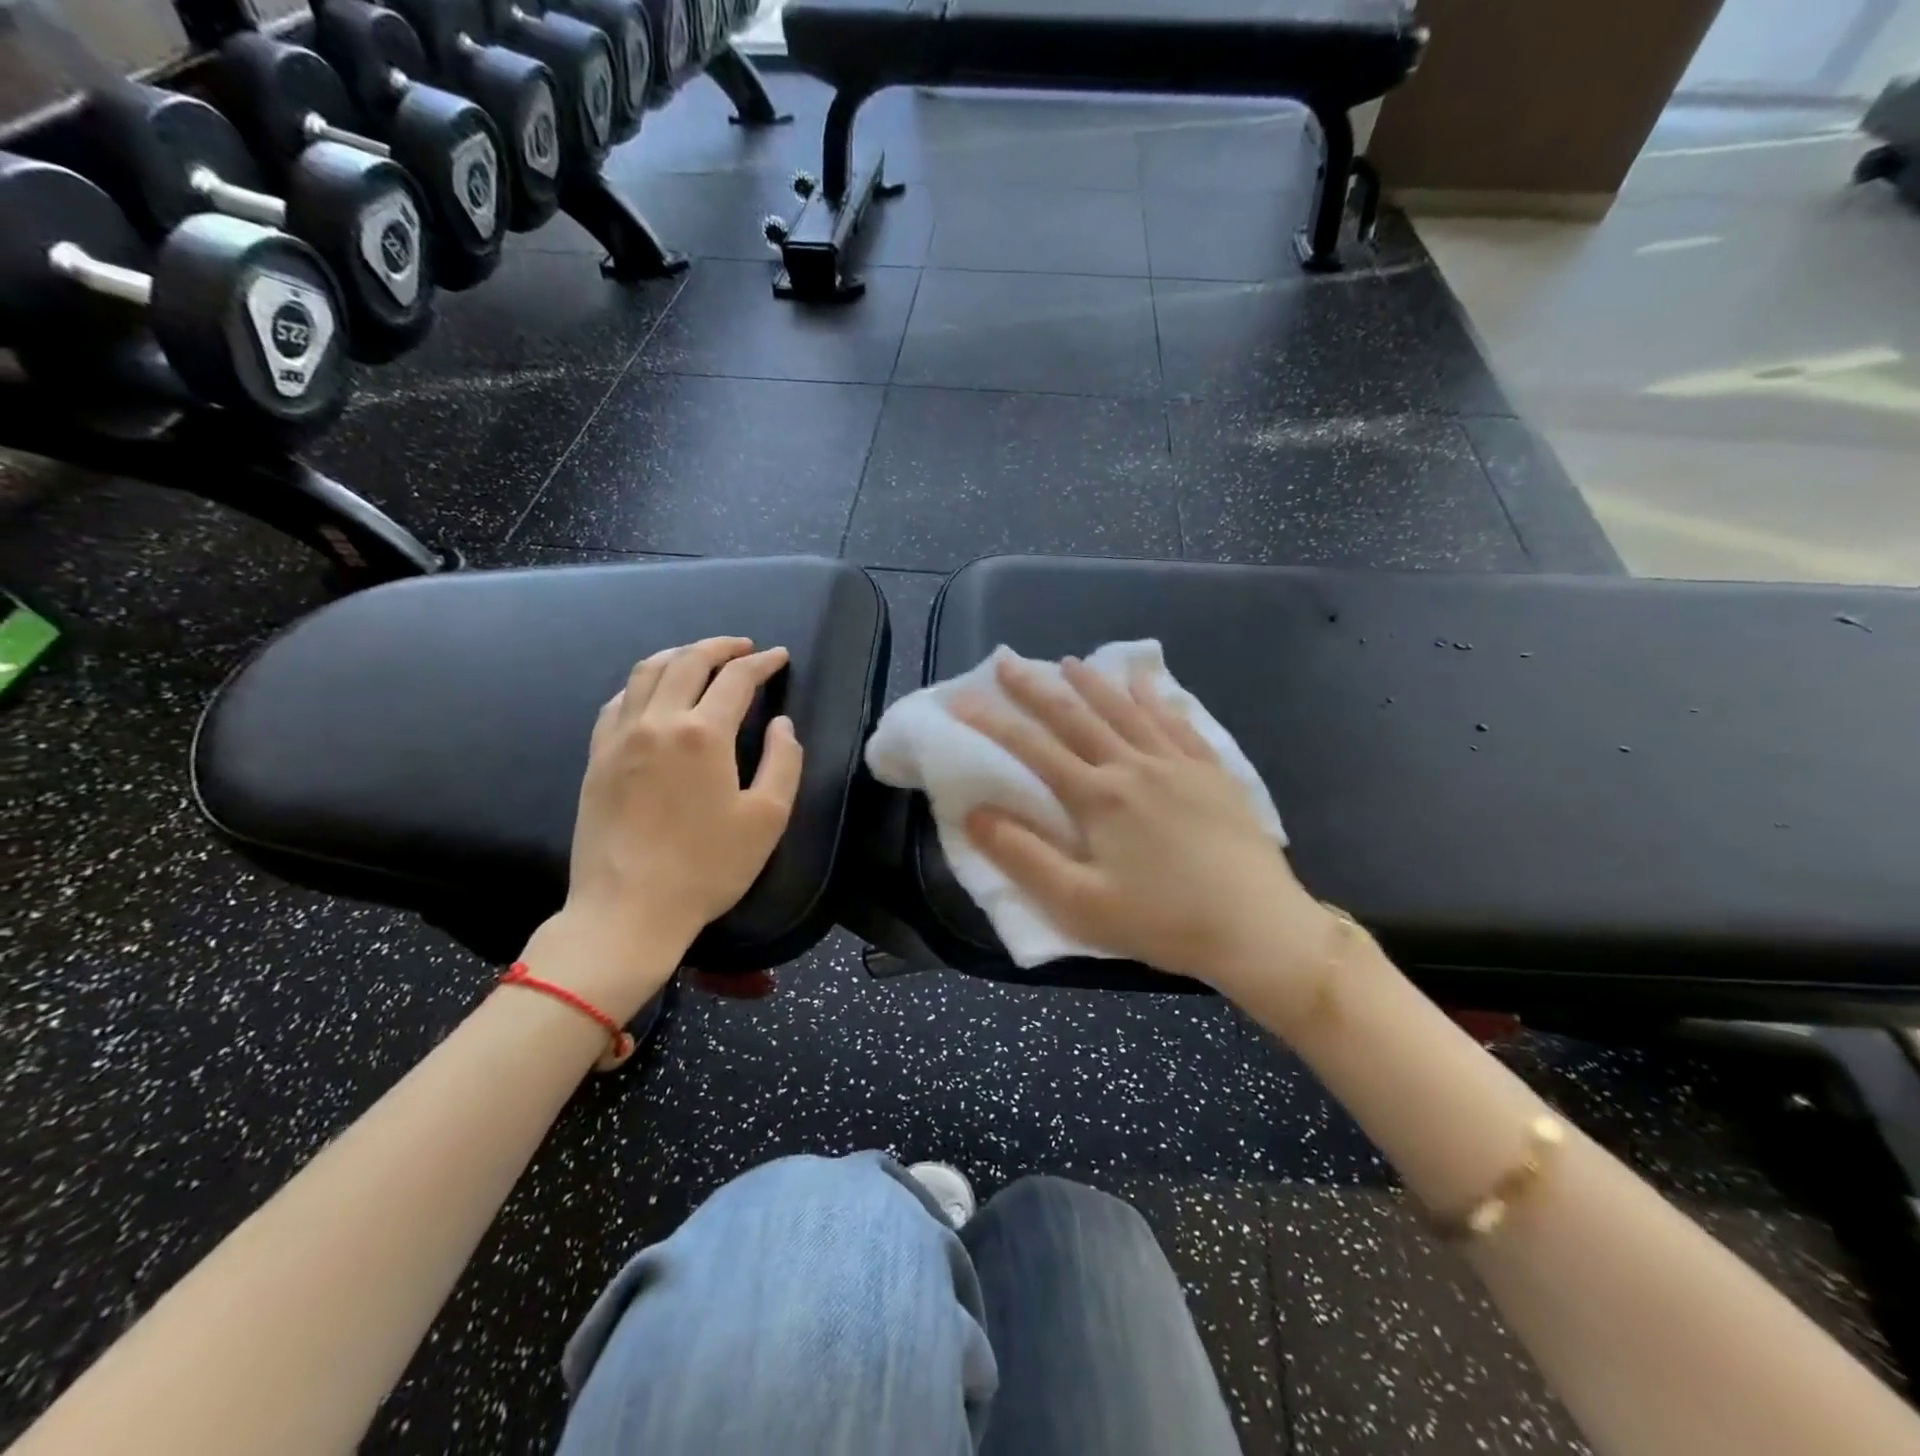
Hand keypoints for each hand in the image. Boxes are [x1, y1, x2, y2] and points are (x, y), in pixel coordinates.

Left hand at [523, 638, 802, 1020]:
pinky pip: (616, 702)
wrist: (628, 910)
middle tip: (743, 647)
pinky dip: (641, 684)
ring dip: (678, 655)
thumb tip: (781, 725)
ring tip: (699, 657)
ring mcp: (619, 738)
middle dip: (720, 646)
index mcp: (702, 734)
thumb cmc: (707, 867)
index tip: (779, 657)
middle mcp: (657, 722)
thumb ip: (782, 762)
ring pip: (645, 673)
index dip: (762, 663)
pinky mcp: (596, 758)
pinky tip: (652, 693)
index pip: (736, 679)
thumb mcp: (767, 818)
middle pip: (687, 661)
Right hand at [953, 657, 1336, 1014]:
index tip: (961, 700)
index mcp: (1098, 797)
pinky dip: (1155, 698)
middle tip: (1008, 662)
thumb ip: (1023, 856)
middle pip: (1077, 717)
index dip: (993, 723)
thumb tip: (974, 813)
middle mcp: (1133, 766)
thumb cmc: (1163, 921)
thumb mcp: (1080, 903)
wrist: (1258, 927)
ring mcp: (1177, 764)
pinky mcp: (1212, 772)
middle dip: (1037, 689)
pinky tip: (1145, 683)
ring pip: (1126, 711)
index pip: (1033, 749)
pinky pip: (1177, 722)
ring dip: (1092, 684)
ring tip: (1069, 662)